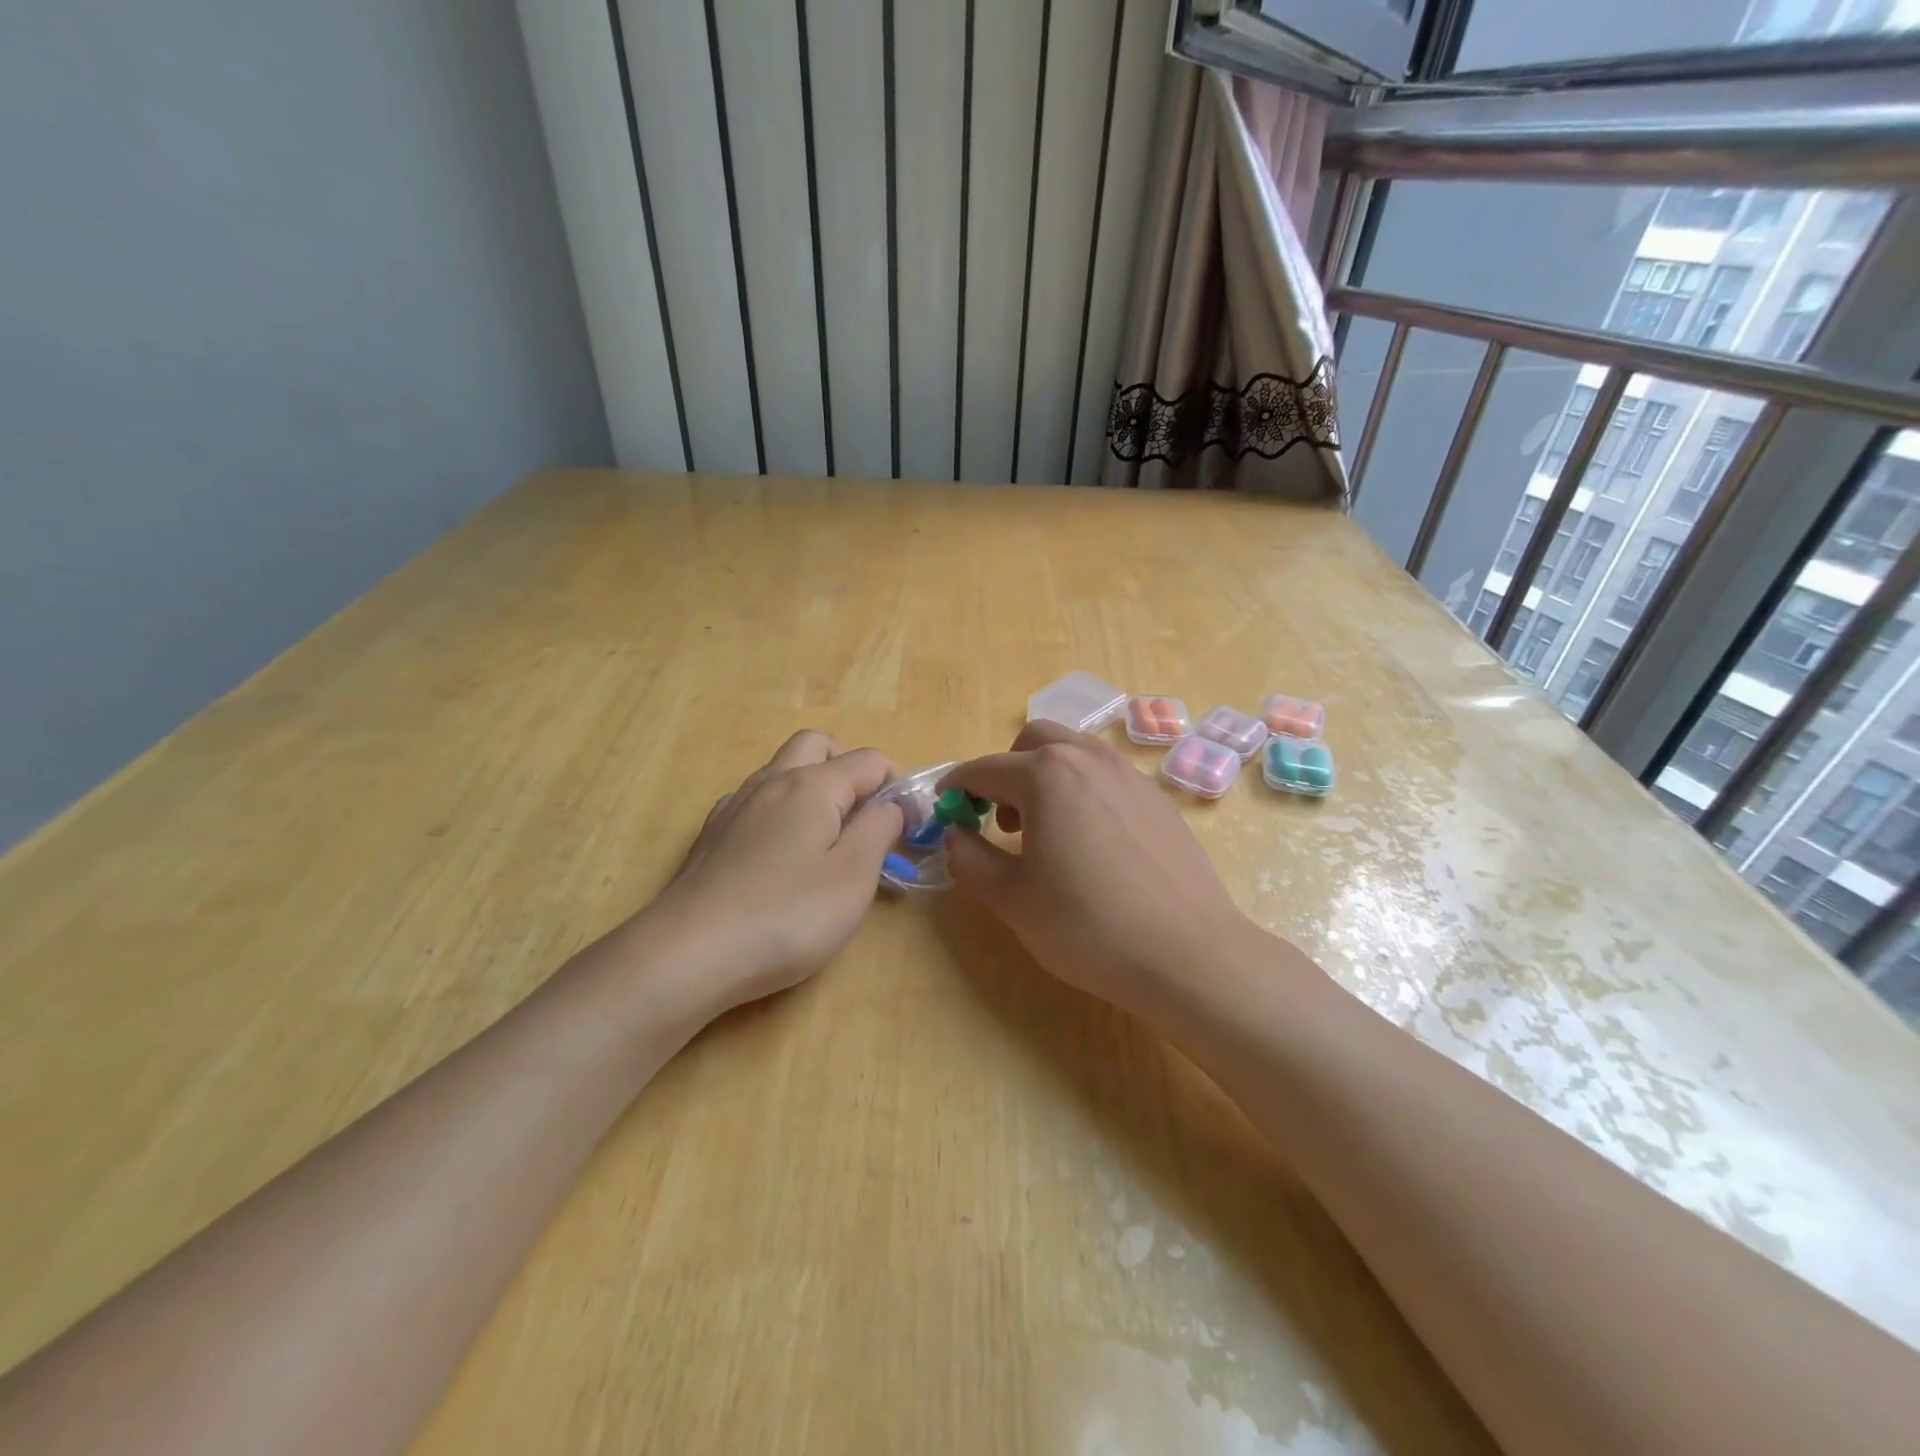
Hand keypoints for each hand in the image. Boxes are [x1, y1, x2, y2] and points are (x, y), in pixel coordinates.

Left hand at [638, 730, 903, 1019]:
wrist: (688, 954)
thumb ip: (880, 828)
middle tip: (866, 817)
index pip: (870, 759)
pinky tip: (783, 856)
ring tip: (828, 839)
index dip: (899, 785)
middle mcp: (772, 780)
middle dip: (851, 769)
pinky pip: (758, 799)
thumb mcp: (853, 876)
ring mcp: (736, 804)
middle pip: (819, 745)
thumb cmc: (786, 916)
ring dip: (815, 787)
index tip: (910, 828)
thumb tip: (891, 803)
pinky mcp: (714, 833)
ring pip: (784, 769)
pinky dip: (783, 810)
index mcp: (812, 784)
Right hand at [939, 720, 1254, 1017]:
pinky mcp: (1159, 798)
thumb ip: (970, 859)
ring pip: (1075, 752)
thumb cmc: (1088, 927)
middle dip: (1006, 770)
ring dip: (1046, 775)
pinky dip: (1083, 789)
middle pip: (1034, 741)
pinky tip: (1091, 842)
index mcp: (1047, 775)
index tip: (945, 805)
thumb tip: (955, 835)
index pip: (986, 768)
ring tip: (1046, 830)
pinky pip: (1107, 775)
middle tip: (1001, 819)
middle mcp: (1089, 759)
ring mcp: (1131, 775)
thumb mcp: (1012, 900)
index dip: (958, 785)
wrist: (1188, 954)